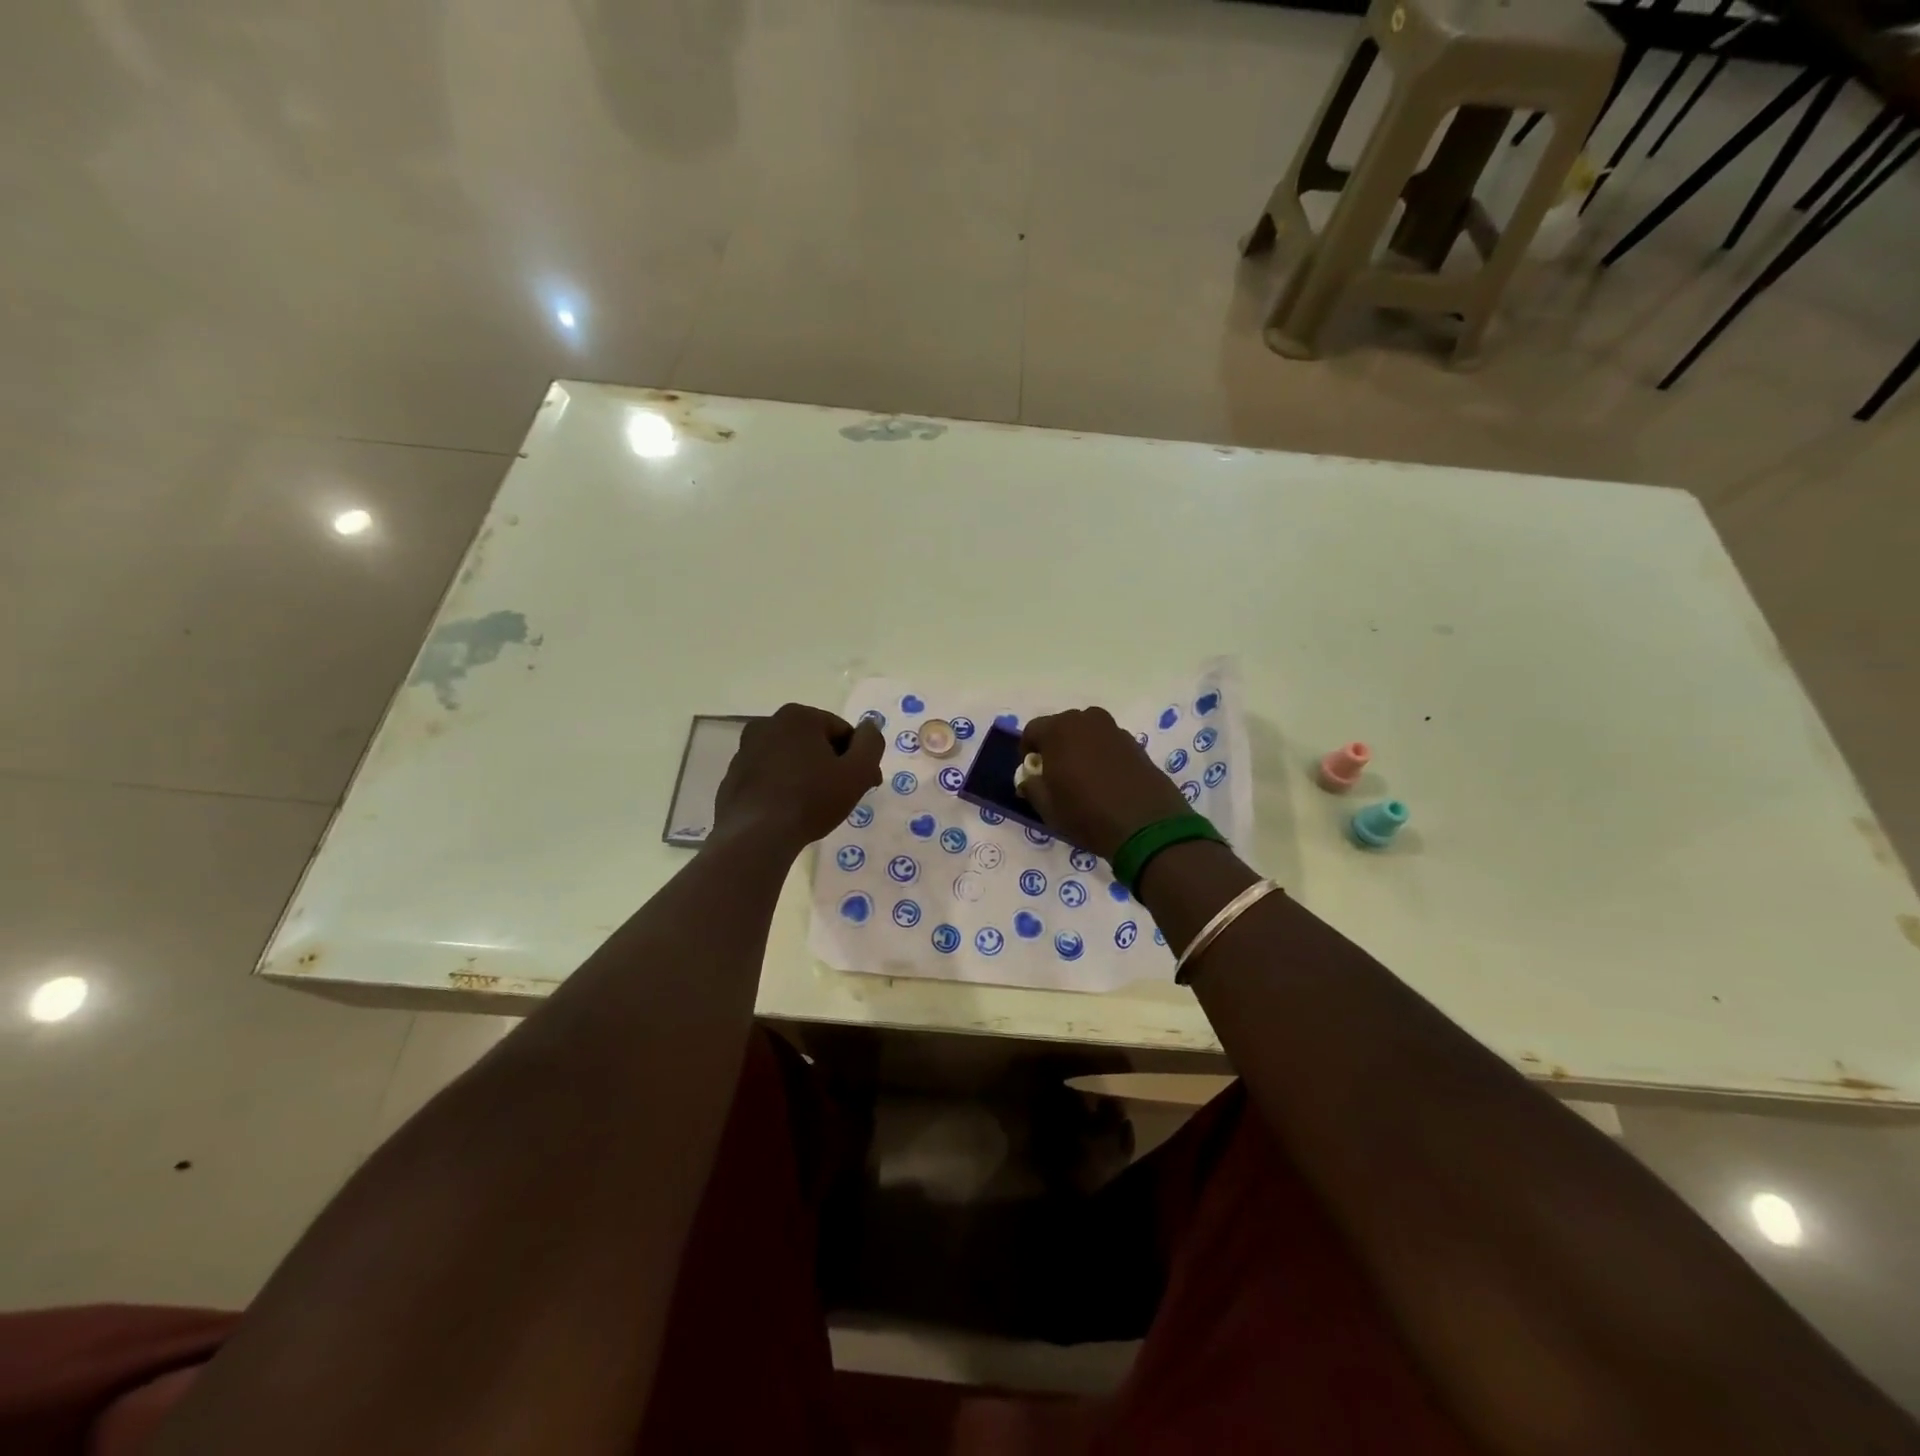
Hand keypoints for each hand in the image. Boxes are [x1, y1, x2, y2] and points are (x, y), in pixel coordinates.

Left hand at [712, 704, 884, 851]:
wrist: (756, 836)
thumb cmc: (811, 800)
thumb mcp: (858, 772)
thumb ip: (871, 742)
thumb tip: (870, 725)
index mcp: (798, 716)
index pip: (842, 732)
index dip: (858, 758)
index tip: (864, 784)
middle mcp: (767, 724)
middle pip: (814, 742)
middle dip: (831, 765)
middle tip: (841, 797)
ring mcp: (745, 750)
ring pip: (790, 758)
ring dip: (805, 774)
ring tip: (814, 807)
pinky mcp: (733, 775)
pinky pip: (768, 776)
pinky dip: (782, 787)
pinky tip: (788, 811)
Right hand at [1019, 708, 1191, 860]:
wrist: (1146, 826)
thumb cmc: (1087, 814)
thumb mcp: (1048, 807)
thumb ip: (1032, 787)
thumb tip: (1029, 779)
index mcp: (1059, 730)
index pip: (1032, 730)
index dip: (1028, 751)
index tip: (1032, 772)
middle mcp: (1087, 720)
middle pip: (1061, 727)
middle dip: (1054, 746)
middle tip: (1056, 774)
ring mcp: (1114, 730)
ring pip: (1087, 733)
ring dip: (1079, 748)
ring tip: (1082, 777)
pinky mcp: (1135, 744)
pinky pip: (1108, 743)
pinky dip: (1102, 755)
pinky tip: (1106, 781)